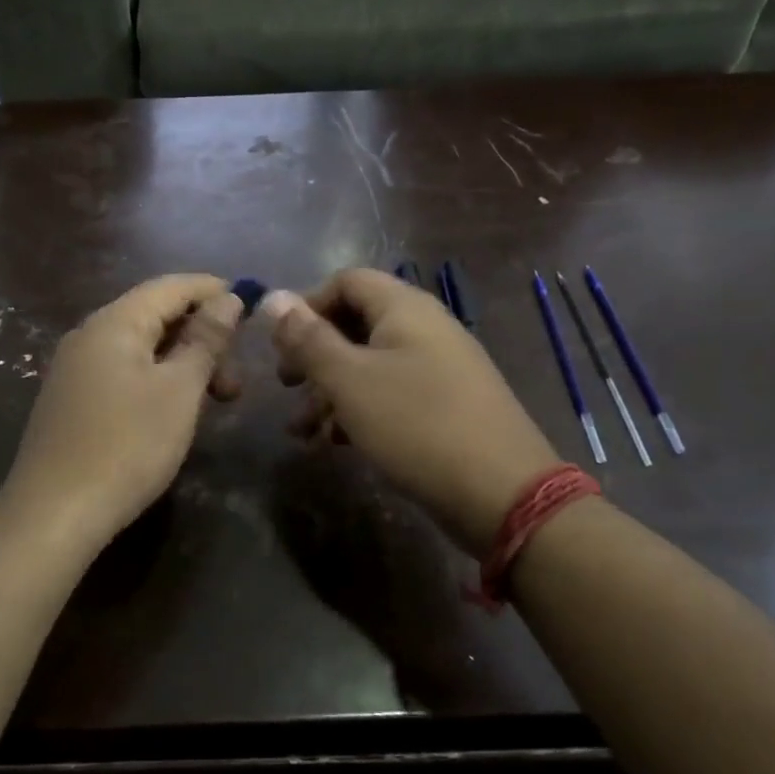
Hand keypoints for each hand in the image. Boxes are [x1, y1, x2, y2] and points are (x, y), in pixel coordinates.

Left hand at [0, 275, 244, 549]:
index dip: (214, 290)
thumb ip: (205, 339)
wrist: (54, 514)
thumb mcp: (179, 390)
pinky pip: (123, 372)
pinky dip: (157, 381)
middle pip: (155, 316)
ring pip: (141, 349)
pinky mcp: (70, 401)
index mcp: (114, 322)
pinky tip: (174, 411)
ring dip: (183, 364)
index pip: (171, 286)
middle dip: (202, 338)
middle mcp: (88, 335)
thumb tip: (228, 298)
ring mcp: (74, 369)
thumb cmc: (128, 446)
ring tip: (213, 402)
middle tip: (235, 382)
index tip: (253, 308)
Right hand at [264, 270, 559, 555]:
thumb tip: (273, 297)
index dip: (308, 305)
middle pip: (356, 324)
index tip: (282, 345)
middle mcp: (425, 328)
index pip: (347, 281)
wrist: (501, 492)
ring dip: (330, 392)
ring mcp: (440, 368)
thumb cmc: (416, 424)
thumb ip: (308, 339)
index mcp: (405, 308)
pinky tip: (336, 444)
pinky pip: (392, 394)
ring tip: (301, 431)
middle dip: (314, 355)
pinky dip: (360, 411)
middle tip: (286, 386)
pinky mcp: (446, 405)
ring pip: (370, 365)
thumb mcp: (350, 380)